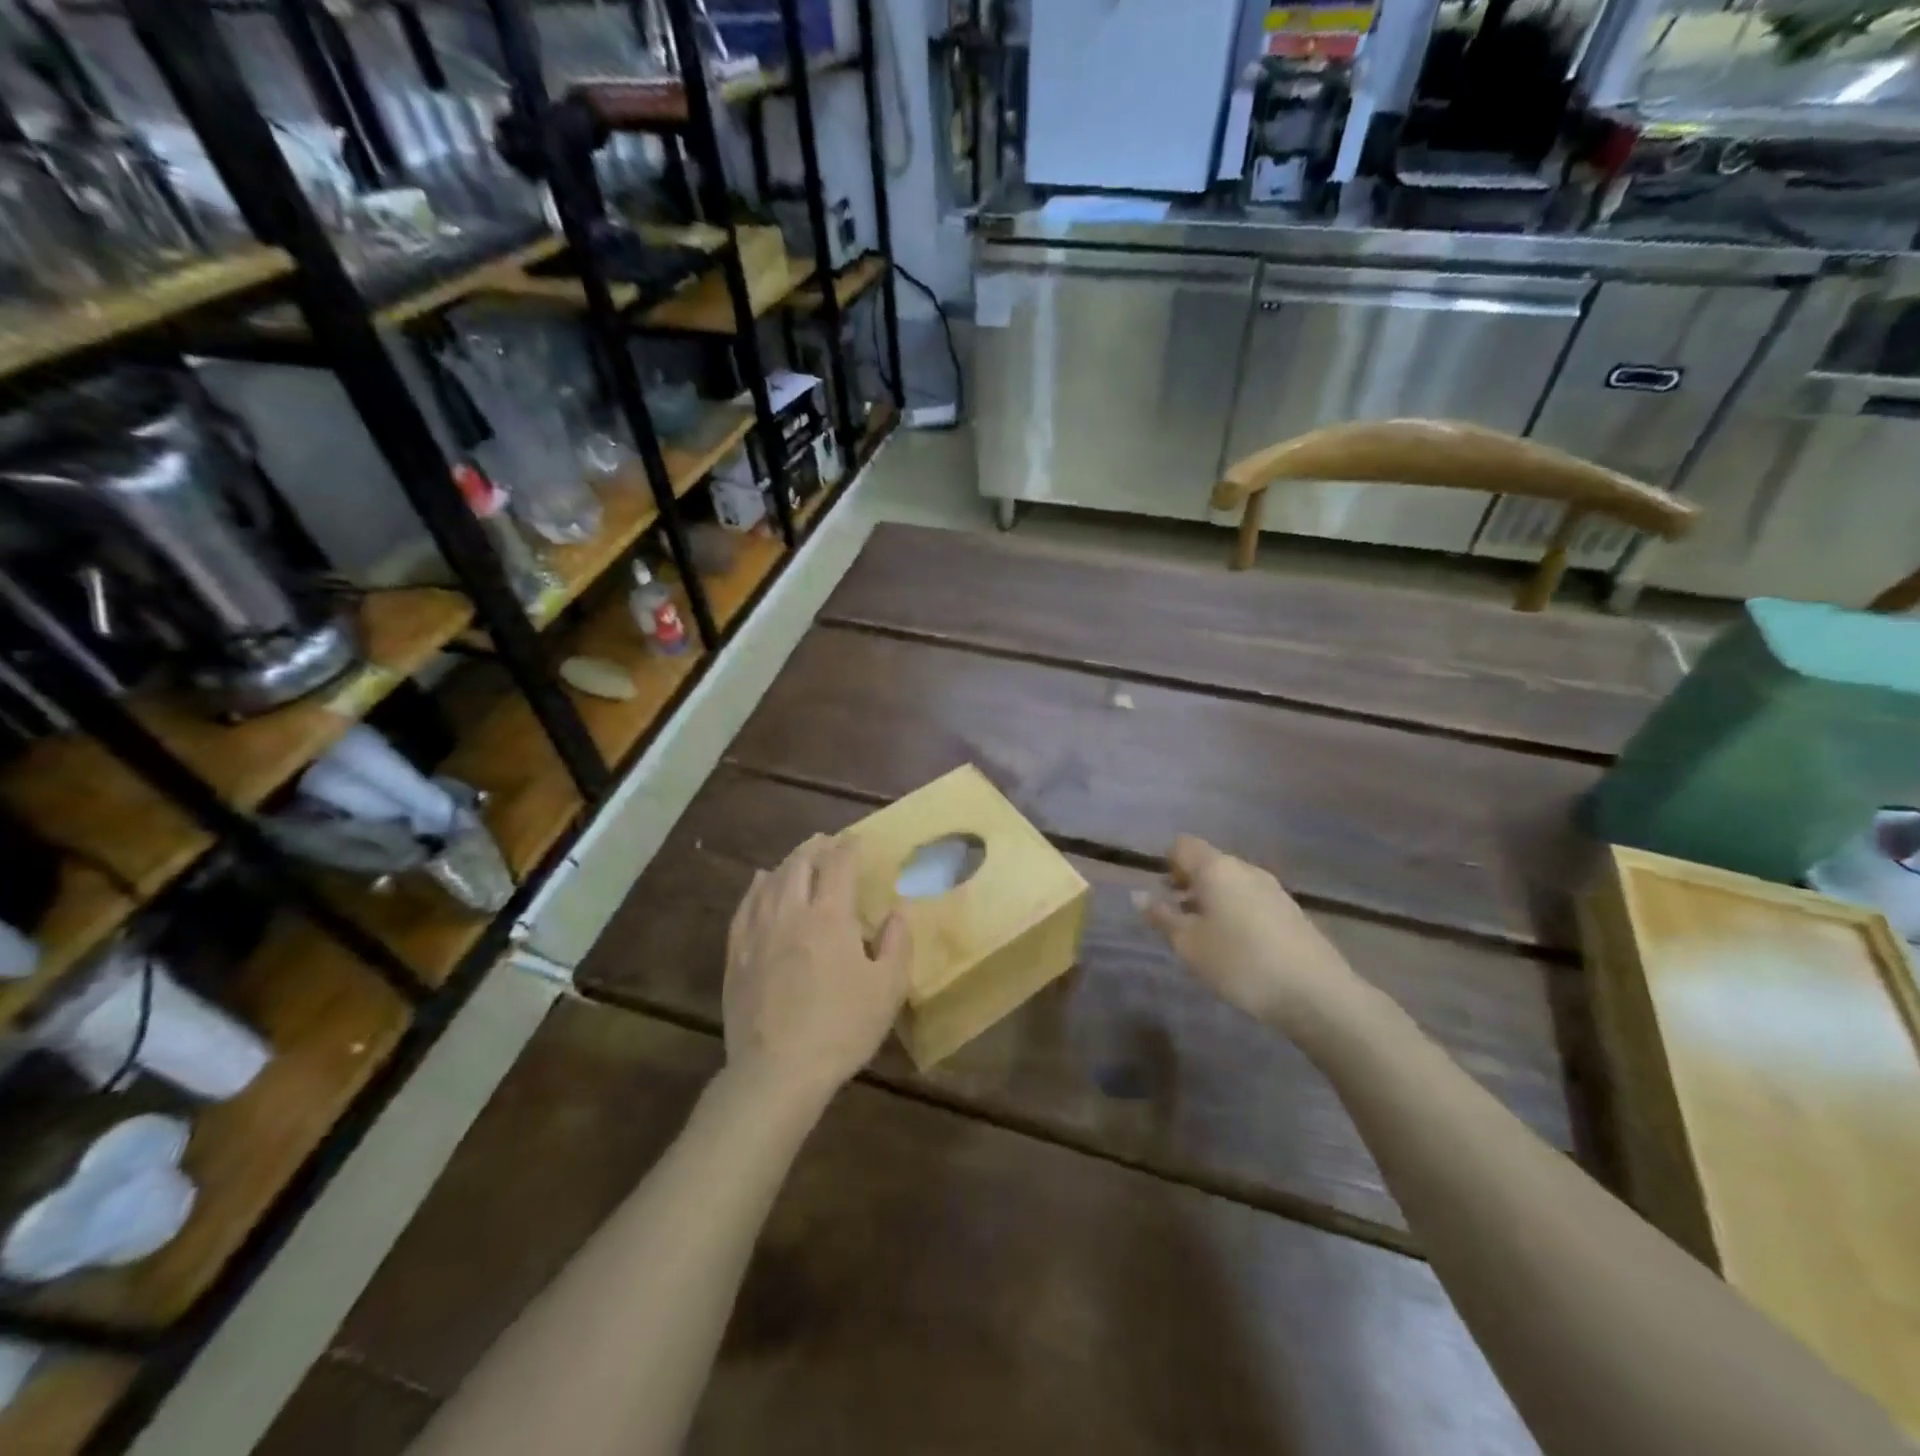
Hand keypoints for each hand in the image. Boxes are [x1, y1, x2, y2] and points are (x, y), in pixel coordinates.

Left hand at [723, 835, 910, 1105]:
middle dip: (815, 847)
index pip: (838, 865)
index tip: (857, 839)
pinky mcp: (736, 954)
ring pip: (770, 881)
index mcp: (830, 916)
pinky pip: (745, 906)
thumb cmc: (841, 1029)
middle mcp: (790, 912)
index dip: (848, 847)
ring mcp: (758, 932)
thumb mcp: (888, 989)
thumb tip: (898, 911)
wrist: (778, 1071)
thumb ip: (897, 943)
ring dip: (788, 862)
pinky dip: (756, 887)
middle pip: (800, 864)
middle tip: (827, 842)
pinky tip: (759, 883)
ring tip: (799, 857)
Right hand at [1137, 836, 1355, 1033]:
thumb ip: (1161, 916)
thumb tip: (1138, 895)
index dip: (1166, 863)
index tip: (1161, 894)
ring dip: (1211, 899)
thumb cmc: (1239, 962)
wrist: (1315, 993)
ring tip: (1203, 935)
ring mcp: (1272, 888)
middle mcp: (1245, 868)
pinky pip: (1251, 899)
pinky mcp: (1290, 911)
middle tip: (1176, 917)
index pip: (1182, 845)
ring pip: (1231, 882)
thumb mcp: (1188, 944)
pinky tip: (1236, 946)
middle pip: (1208, 862)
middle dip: (1187, 883)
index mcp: (1216, 868)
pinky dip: (1235, 911)